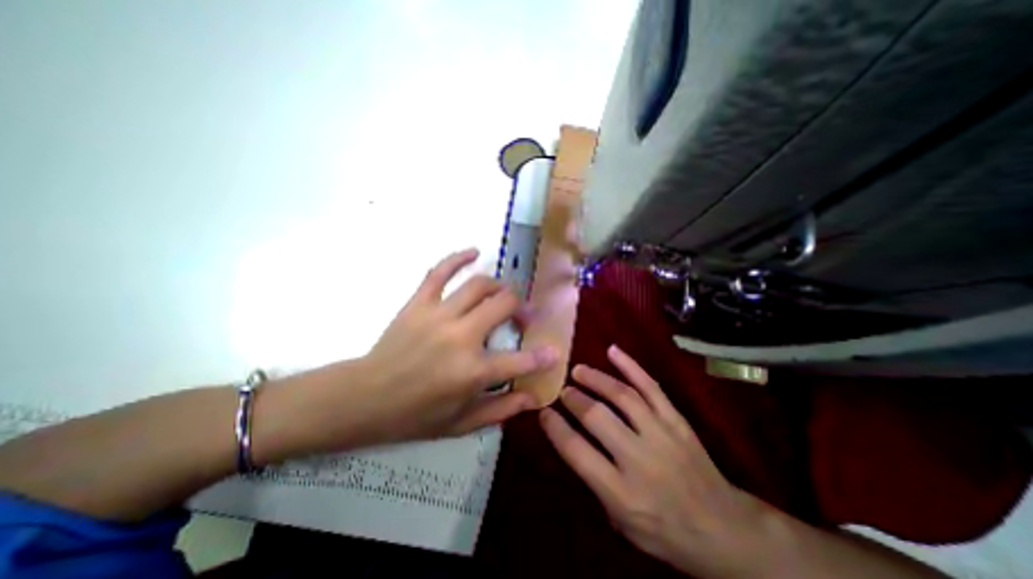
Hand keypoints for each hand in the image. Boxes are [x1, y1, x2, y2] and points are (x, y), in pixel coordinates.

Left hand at [349, 247, 552, 442]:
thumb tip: (533, 398)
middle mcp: (461, 337)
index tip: (554, 351)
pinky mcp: (419, 303)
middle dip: (522, 308)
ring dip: (500, 287)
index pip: (519, 360)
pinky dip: (458, 258)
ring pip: (480, 285)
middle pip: (505, 305)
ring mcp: (439, 315)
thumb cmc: (414, 415)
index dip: (542, 356)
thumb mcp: (461, 423)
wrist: (364, 398)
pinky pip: (440, 272)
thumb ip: (501, 409)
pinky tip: (474, 252)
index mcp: (472, 371)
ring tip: (504, 296)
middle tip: (523, 317)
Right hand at [542, 346, 764, 576]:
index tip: (543, 411)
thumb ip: (594, 479)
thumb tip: (572, 438)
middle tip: (563, 389)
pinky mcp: (677, 421)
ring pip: (622, 396)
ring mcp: (661, 435)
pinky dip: (631, 366)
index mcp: (620, 492)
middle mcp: (638, 459)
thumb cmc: (664, 530)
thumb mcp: (620, 521)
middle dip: (574, 399)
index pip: (576, 451)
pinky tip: (613, 351)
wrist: (724, 529)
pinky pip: (651, 387)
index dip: (555, 426)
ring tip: (579, 370)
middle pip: (597, 417)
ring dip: (596, 379)